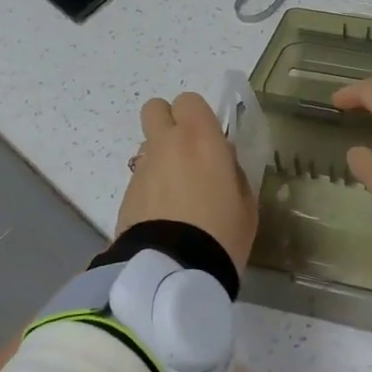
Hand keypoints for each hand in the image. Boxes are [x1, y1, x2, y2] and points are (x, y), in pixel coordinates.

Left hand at [116, 91, 258, 270]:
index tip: (211, 140)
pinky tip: (164, 214)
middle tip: (188, 152)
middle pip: (155, 109)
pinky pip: (141, 176)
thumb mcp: (245, 204)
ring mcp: (142, 168)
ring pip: (148, 145)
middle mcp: (167, 144)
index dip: (198, 117)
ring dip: (161, 157)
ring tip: (177, 192)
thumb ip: (234, 173)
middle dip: (169, 123)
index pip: (189, 100)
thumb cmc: (222, 232)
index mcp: (201, 139)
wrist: (174, 270)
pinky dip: (151, 186)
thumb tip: (223, 161)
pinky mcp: (126, 194)